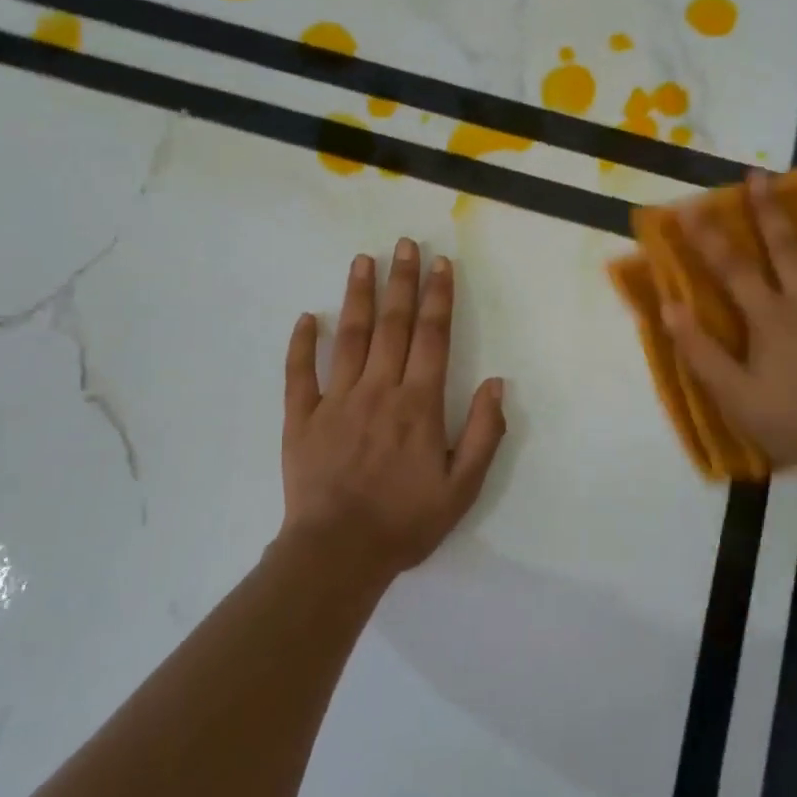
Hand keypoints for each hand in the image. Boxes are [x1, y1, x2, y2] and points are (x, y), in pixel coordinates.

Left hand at [281, 238, 506, 579]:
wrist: (338, 553)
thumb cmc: (405, 521)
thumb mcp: (463, 487)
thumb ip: (484, 432)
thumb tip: (497, 382)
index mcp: (419, 404)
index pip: (433, 337)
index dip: (438, 297)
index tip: (440, 264)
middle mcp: (379, 390)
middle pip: (392, 325)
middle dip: (401, 281)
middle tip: (403, 244)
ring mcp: (336, 400)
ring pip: (349, 336)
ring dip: (357, 296)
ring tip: (362, 260)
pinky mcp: (302, 418)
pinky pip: (300, 373)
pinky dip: (302, 343)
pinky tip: (307, 317)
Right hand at [663, 172, 796, 489]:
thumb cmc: (787, 421)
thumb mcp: (731, 393)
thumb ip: (699, 349)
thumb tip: (668, 306)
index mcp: (769, 317)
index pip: (732, 268)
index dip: (707, 237)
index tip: (689, 207)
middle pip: (786, 248)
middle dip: (769, 210)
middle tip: (760, 175)